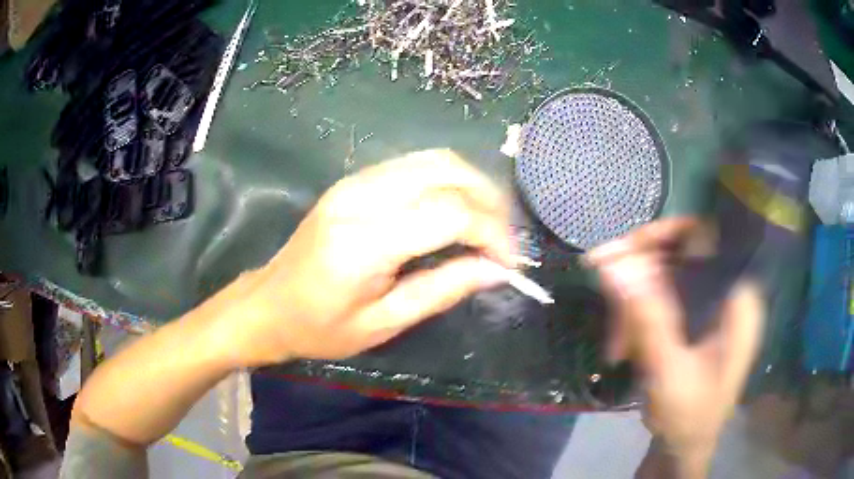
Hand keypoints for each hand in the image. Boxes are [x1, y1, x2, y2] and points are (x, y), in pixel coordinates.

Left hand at [221, 150, 513, 366]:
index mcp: (363, 242)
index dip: (492, 232)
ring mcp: (355, 181)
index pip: (449, 212)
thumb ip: (443, 290)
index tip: (510, 262)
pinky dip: (450, 181)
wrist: (268, 305)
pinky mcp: (355, 180)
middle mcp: (360, 197)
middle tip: (505, 240)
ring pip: (435, 159)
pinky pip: (416, 165)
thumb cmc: (320, 328)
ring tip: (490, 225)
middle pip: (447, 171)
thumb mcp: (383, 323)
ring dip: (474, 186)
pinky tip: (458, 210)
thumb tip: (497, 270)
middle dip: (490, 201)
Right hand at [586, 218, 764, 477]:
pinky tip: (622, 343)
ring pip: (666, 278)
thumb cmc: (687, 418)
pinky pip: (662, 299)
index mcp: (738, 299)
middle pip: (682, 255)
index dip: (667, 234)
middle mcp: (727, 294)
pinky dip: (637, 316)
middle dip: (640, 272)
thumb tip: (615, 263)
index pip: (707, 238)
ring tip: (615, 343)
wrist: (683, 451)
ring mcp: (709, 308)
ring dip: (633, 303)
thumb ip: (647, 317)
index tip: (624, 250)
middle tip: (602, 281)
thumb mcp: (668, 370)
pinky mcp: (693, 321)